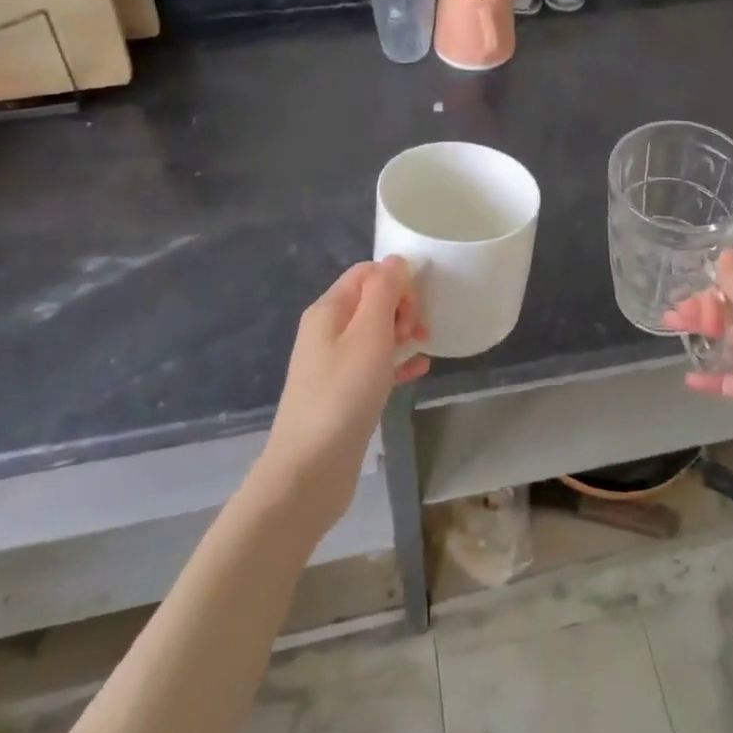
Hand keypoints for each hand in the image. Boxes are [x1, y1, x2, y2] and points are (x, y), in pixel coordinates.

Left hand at [258, 258, 427, 530]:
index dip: (396, 281)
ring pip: (375, 333)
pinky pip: (375, 364)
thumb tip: (395, 261)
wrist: (309, 471)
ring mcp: (334, 364)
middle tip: (418, 333)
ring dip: (403, 334)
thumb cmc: (342, 395)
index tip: (415, 309)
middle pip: (372, 300)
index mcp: (329, 310)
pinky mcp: (344, 393)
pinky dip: (397, 362)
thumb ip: (384, 291)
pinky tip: (419, 370)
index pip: (367, 272)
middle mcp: (327, 331)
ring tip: (423, 348)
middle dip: (402, 307)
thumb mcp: (369, 334)